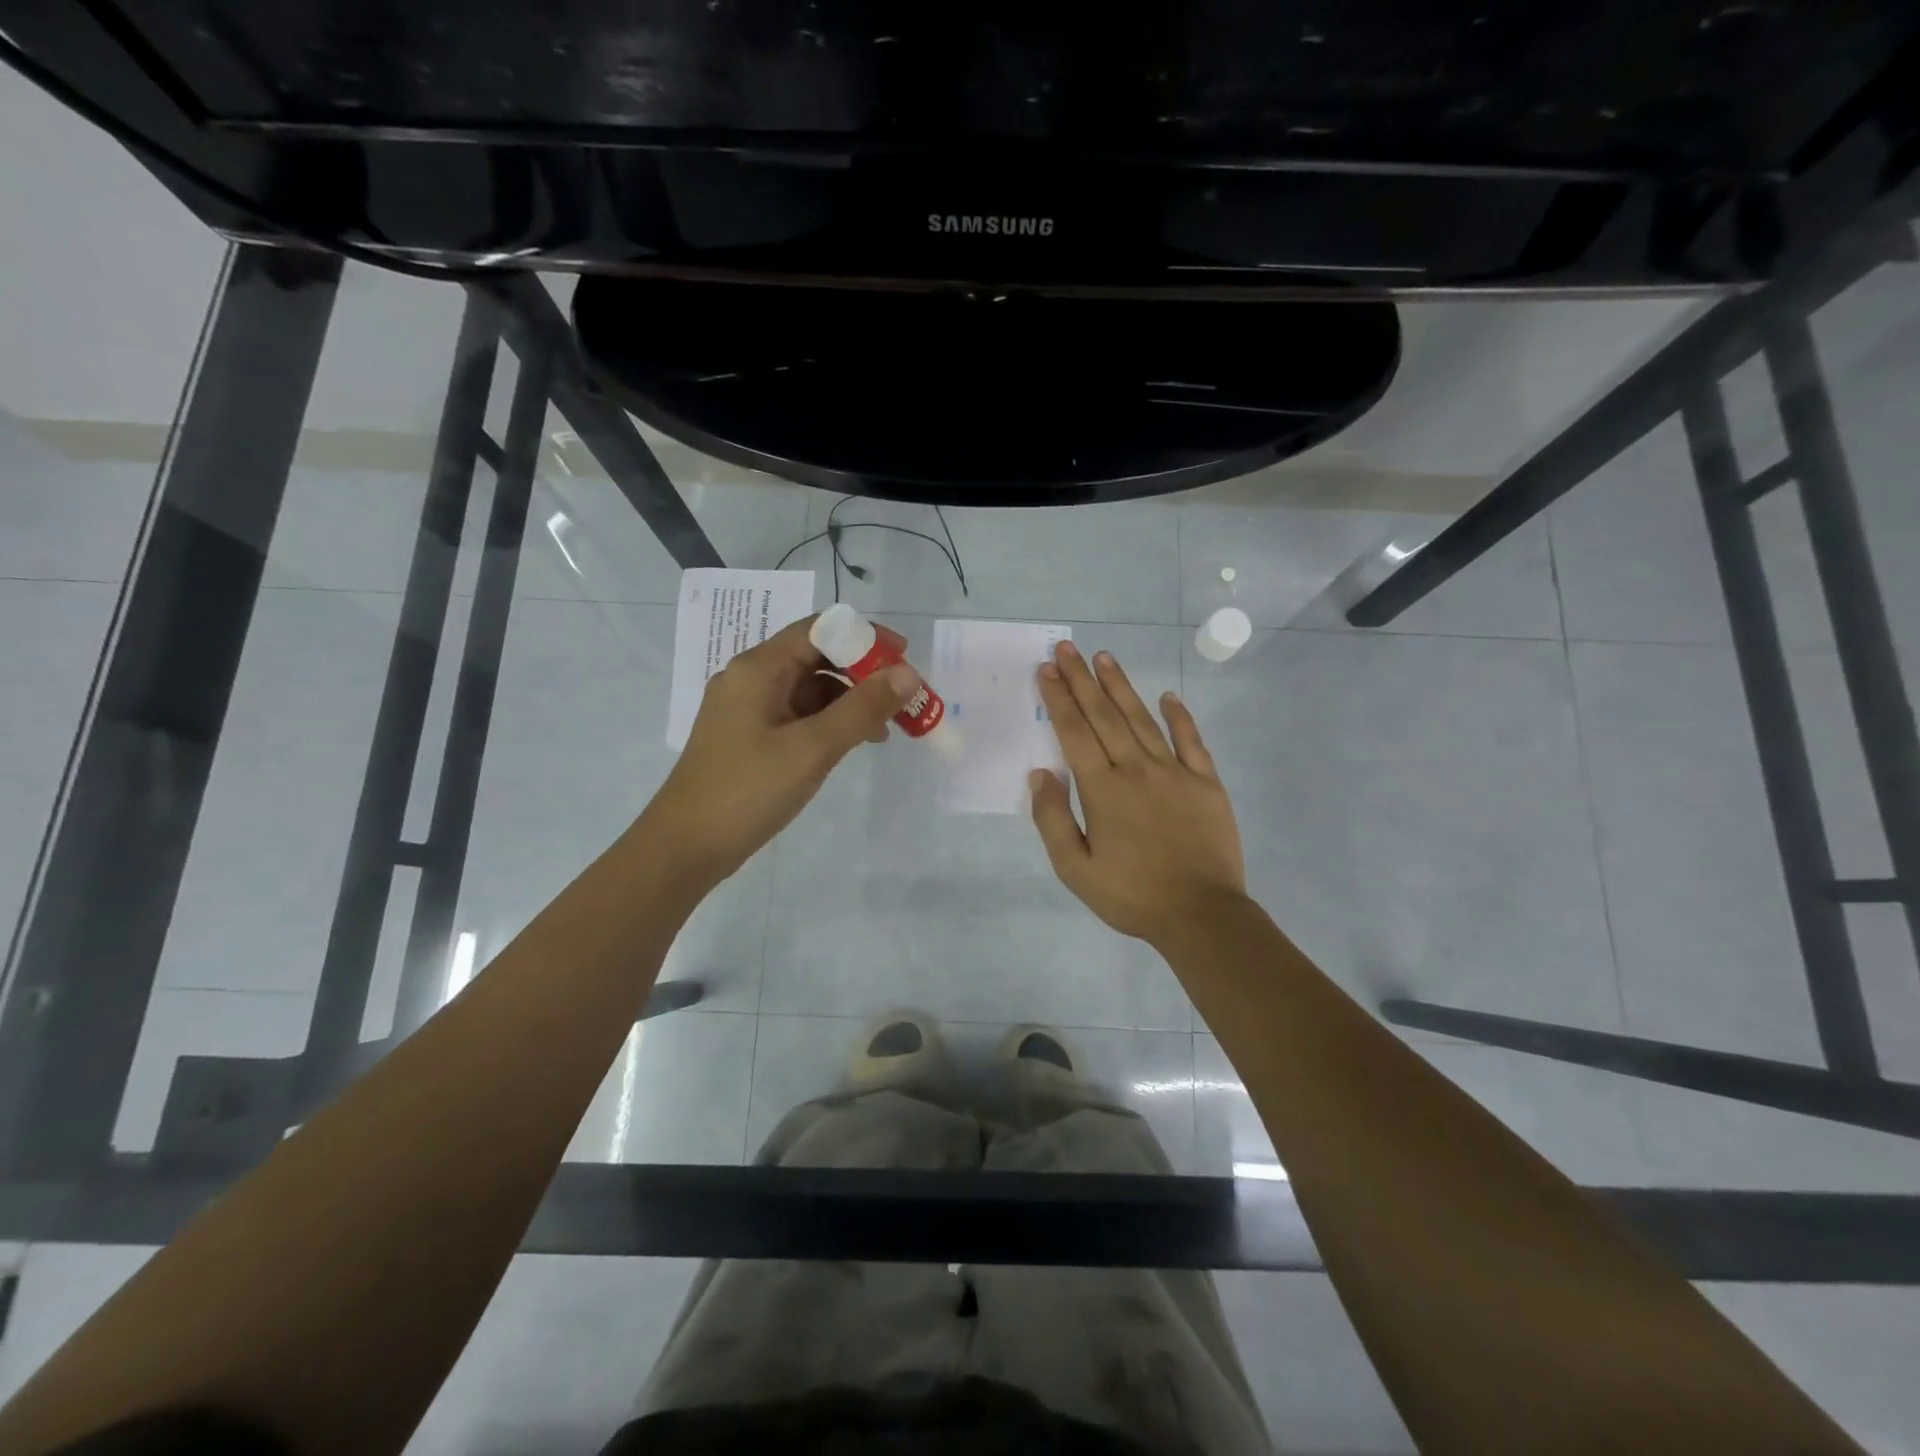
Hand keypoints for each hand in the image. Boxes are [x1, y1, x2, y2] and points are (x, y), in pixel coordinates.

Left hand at [642, 616, 918, 883]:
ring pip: (810, 689)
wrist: (686, 847)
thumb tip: (908, 674)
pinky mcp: (751, 737)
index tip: (905, 658)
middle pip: (816, 657)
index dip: (865, 637)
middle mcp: (751, 679)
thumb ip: (862, 708)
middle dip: (862, 673)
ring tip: (886, 727)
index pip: (819, 630)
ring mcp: (749, 709)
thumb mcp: (812, 748)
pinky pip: (799, 715)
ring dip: (849, 700)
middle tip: (902, 697)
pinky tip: (854, 743)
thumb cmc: (748, 790)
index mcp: (759, 668)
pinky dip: (830, 722)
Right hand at [1030, 640, 1245, 945]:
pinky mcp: (1205, 783)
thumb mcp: (1075, 869)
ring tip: (1104, 658)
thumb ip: (1053, 820)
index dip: (1058, 699)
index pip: (1074, 733)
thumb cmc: (1132, 895)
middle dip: (1081, 680)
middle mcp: (1136, 769)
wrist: (1201, 914)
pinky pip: (1191, 741)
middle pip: (1104, 716)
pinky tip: (1168, 696)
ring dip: (1120, 687)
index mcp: (1102, 789)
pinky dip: (1179, 716)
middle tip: (1066, 649)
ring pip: (1142, 719)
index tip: (1046, 670)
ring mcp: (1175, 772)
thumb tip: (1041, 774)